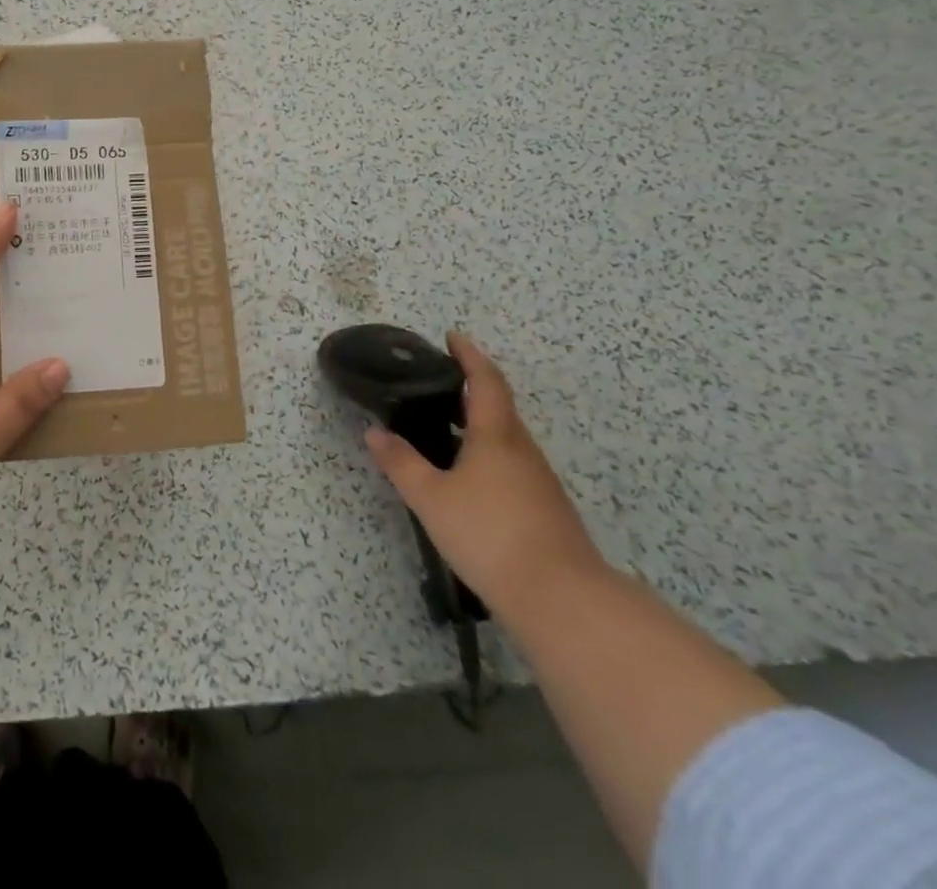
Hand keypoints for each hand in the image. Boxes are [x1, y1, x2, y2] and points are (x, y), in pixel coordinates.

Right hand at [364, 332, 606, 622]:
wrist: (561, 599)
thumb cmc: (489, 533)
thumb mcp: (430, 497)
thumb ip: (401, 462)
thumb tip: (374, 432)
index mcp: (496, 435)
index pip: (485, 381)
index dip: (469, 356)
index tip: (453, 337)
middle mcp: (522, 450)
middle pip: (499, 408)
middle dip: (471, 390)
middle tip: (438, 384)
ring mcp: (539, 482)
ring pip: (506, 439)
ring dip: (479, 424)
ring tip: (445, 428)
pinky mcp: (545, 509)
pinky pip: (511, 466)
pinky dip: (487, 454)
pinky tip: (468, 478)